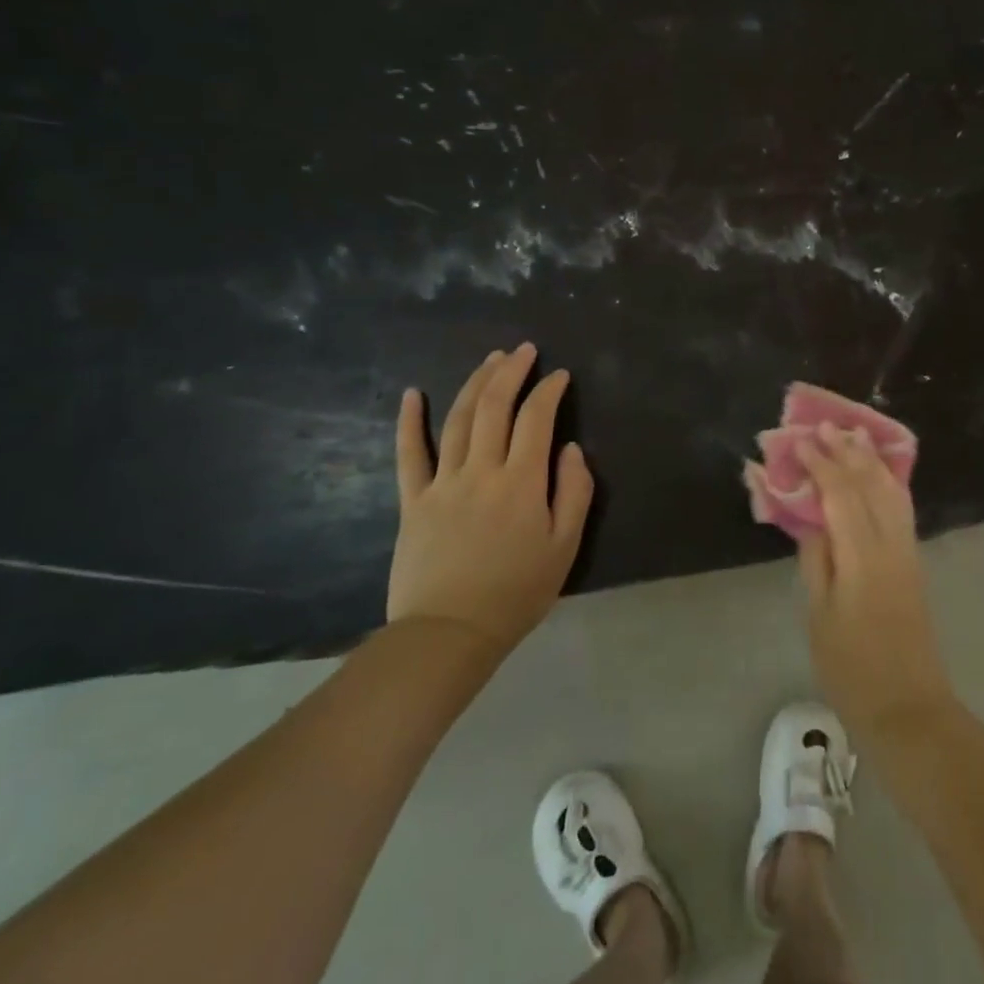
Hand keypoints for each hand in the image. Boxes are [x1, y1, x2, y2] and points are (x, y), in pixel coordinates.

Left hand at [387, 343, 592, 656]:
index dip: (549, 391)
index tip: (559, 375)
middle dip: (511, 372)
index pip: (537, 419)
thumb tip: (571, 449)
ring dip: (475, 383)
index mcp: (522, 481)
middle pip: (494, 407)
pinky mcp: (413, 500)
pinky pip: (409, 454)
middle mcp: (482, 470)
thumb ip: (574, 492)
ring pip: (457, 419)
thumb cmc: (517, 592)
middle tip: (523, 350)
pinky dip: (409, 421)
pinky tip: (411, 394)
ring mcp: (443, 482)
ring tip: (490, 359)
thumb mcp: (565, 546)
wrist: (450, 633)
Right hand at [793, 424, 955, 745]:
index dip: (821, 464)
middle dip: (847, 453)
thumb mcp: (819, 616)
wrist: (908, 706)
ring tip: (854, 437)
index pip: (841, 494)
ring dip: (871, 462)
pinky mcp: (914, 562)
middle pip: (869, 484)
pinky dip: (887, 482)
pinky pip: (901, 508)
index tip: (802, 440)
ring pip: (891, 492)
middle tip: (826, 426)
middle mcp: (890, 543)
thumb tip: (812, 520)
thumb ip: (816, 561)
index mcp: (862, 556)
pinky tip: (879, 475)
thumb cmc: (852, 668)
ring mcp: (907, 551)